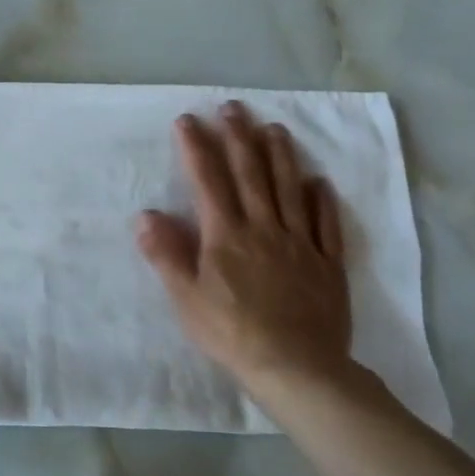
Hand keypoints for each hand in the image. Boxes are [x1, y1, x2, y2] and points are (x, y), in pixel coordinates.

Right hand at [136, 101, 353, 399]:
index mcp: (226, 235)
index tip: (188, 120)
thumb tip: (146, 215)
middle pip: (251, 174)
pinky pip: (326, 224)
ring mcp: (301, 243)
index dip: (197, 148)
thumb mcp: (186, 298)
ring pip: (290, 189)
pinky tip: (319, 182)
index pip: (208, 181)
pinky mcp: (328, 263)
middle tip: (233, 108)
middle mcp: (264, 228)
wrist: (297, 367)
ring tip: (274, 128)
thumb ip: (166, 255)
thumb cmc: (232, 333)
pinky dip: (322, 199)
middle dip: (239, 137)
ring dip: (281, 156)